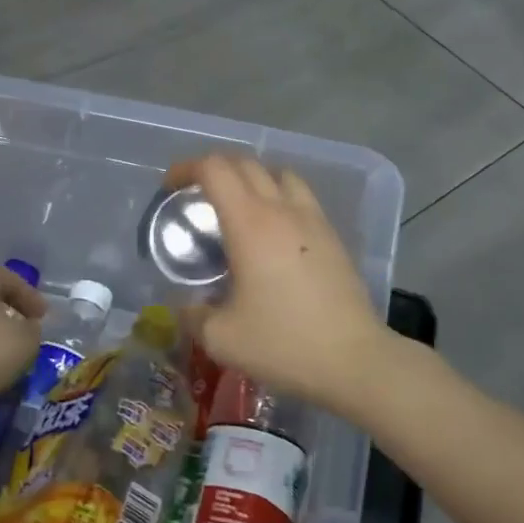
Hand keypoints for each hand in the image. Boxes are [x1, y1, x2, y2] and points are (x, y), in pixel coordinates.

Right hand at [165, 155, 396, 413]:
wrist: (353, 359)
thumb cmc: (283, 344)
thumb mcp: (221, 338)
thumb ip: (193, 315)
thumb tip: (187, 306)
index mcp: (250, 223)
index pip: (215, 169)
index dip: (187, 168)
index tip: (170, 188)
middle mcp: (282, 210)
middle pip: (246, 163)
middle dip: (215, 169)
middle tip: (197, 196)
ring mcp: (313, 220)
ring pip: (279, 174)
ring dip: (252, 178)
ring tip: (238, 207)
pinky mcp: (333, 236)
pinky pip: (301, 197)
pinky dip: (279, 197)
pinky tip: (273, 233)